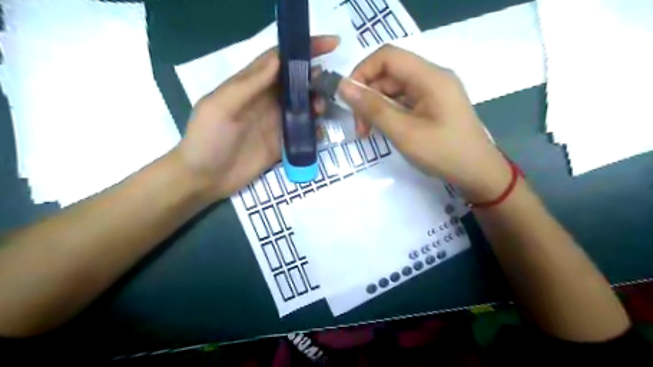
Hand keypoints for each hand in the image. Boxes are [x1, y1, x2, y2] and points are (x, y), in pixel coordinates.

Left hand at [176, 35, 339, 200]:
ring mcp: (275, 123)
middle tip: (327, 86)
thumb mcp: (221, 106)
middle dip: (315, 79)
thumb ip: (249, 84)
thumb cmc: (207, 139)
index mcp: (251, 85)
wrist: (205, 179)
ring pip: (304, 106)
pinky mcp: (282, 144)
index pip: (280, 60)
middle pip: (296, 82)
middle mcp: (266, 101)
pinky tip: (319, 134)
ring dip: (316, 104)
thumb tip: (279, 58)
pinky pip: (303, 133)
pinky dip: (314, 130)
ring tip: (321, 111)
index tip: (331, 44)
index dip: (303, 48)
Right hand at [340, 44, 511, 203]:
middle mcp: (432, 77)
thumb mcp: (404, 132)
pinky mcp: (432, 105)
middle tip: (359, 127)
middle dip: (368, 97)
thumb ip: (373, 108)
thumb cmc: (443, 153)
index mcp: (430, 77)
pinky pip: (403, 101)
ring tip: (367, 132)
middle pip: (389, 74)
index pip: (387, 56)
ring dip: (376, 107)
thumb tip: (343, 87)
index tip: (349, 99)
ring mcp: (433, 92)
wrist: (478, 173)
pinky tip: (383, 129)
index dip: (362, 72)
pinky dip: (389, 113)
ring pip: (394, 89)